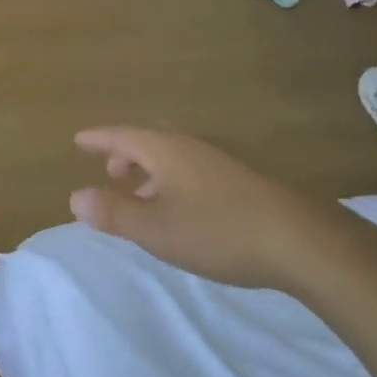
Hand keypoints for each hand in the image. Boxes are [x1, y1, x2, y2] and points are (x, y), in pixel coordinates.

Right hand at [70, 127, 364, 295]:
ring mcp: (222, 161)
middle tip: (111, 172)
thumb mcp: (155, 228)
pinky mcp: (244, 181)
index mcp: (166, 150)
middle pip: (151, 140)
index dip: (99, 138)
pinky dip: (175, 180)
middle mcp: (192, 146)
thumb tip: (75, 197)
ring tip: (143, 195)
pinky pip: (195, 169)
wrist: (301, 241)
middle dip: (127, 154)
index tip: (79, 140)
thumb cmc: (218, 230)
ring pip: (176, 155)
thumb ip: (114, 212)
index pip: (123, 135)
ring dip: (152, 169)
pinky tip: (184, 209)